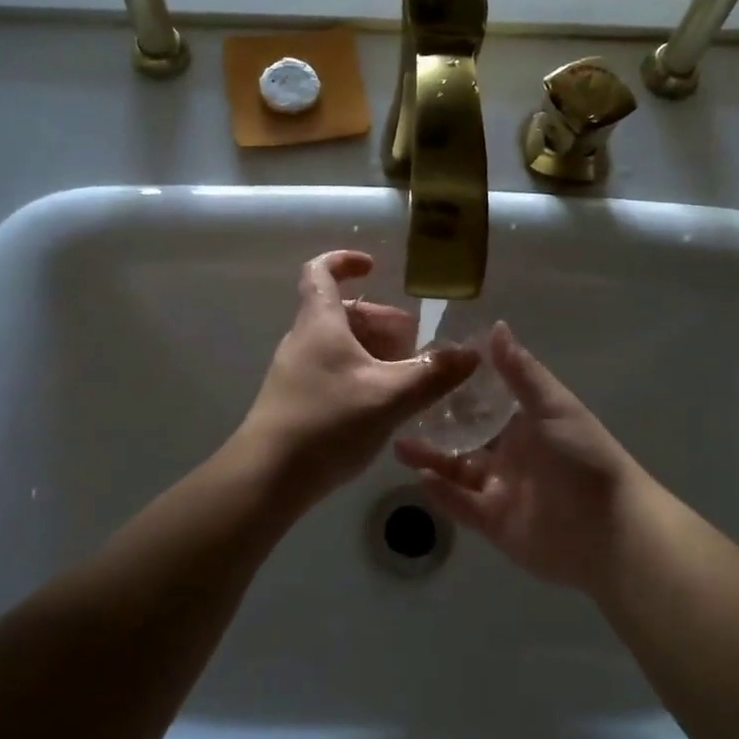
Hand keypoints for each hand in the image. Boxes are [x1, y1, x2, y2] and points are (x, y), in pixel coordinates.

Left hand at [241, 251, 477, 503]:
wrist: (267, 477)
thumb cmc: (327, 423)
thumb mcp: (390, 397)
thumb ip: (433, 374)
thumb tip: (471, 353)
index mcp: (319, 323)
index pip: (321, 271)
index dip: (345, 261)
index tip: (374, 268)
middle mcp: (303, 339)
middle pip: (341, 312)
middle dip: (380, 320)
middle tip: (412, 344)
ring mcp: (295, 371)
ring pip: (338, 344)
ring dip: (373, 350)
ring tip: (404, 377)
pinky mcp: (294, 400)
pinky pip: (331, 370)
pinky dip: (359, 373)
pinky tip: (381, 405)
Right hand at [395, 323, 645, 592]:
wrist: (611, 532)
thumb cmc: (585, 459)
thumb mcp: (554, 409)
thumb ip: (520, 373)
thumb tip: (496, 325)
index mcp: (526, 423)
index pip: (485, 400)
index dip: (457, 386)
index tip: (423, 368)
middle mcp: (511, 453)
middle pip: (465, 435)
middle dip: (435, 425)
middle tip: (398, 409)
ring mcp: (501, 489)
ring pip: (457, 470)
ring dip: (430, 458)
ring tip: (398, 445)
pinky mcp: (495, 523)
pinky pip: (462, 505)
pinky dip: (442, 493)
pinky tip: (419, 477)